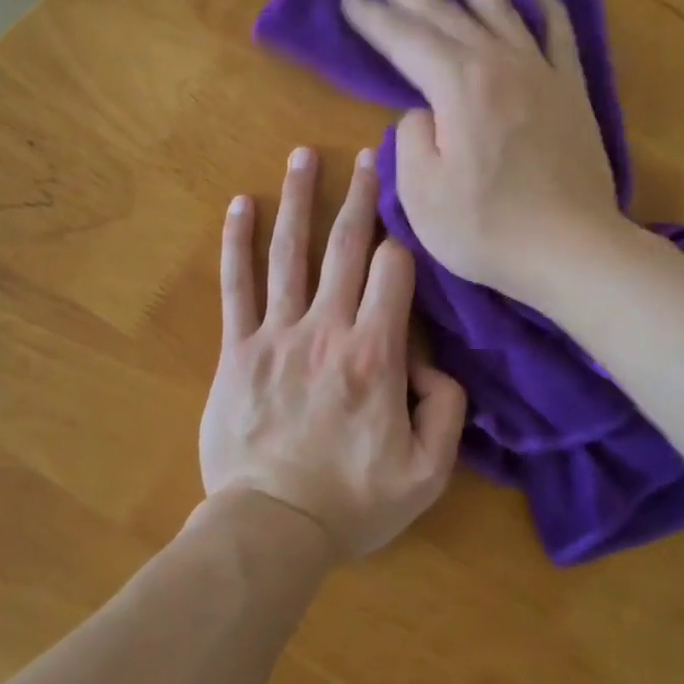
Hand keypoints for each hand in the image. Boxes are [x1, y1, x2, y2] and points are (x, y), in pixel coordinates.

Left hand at [198, 146, 467, 559]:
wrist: (270, 528)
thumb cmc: (352, 502)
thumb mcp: (428, 473)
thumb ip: (447, 410)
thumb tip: (433, 364)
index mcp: (375, 354)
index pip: (394, 273)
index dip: (404, 247)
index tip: (406, 234)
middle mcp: (327, 329)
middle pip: (346, 247)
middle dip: (360, 198)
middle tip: (366, 157)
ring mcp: (277, 334)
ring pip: (290, 253)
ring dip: (298, 200)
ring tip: (302, 155)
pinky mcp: (238, 350)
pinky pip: (236, 286)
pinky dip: (237, 242)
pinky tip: (240, 204)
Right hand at [338, 0, 623, 304]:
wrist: (573, 249)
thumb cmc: (487, 228)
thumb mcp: (422, 194)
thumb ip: (412, 139)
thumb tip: (423, 110)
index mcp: (457, 86)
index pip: (405, 41)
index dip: (374, 18)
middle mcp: (498, 64)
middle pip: (445, 15)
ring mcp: (540, 73)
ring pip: (500, 11)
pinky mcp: (570, 91)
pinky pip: (558, 36)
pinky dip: (547, 9)